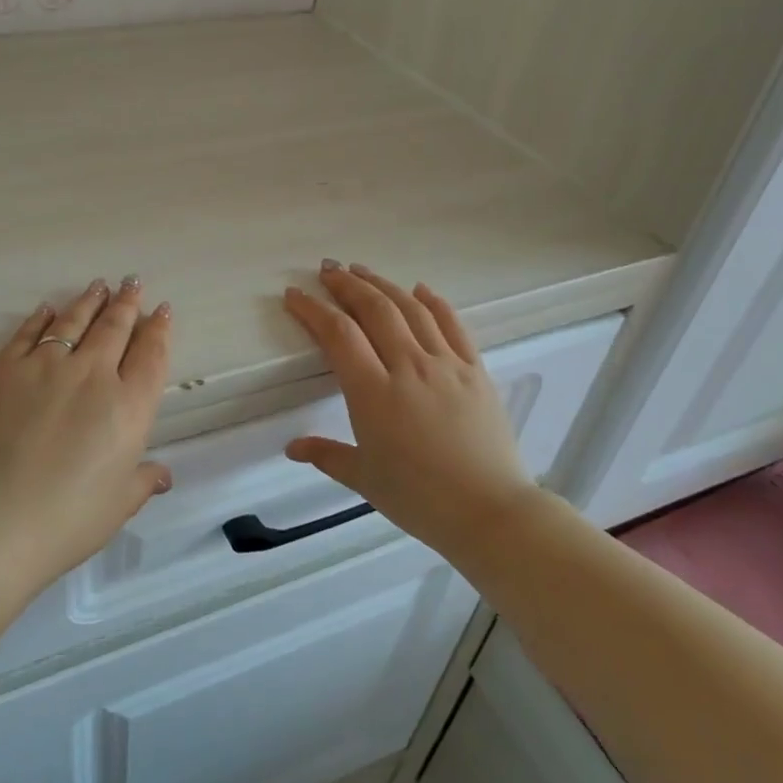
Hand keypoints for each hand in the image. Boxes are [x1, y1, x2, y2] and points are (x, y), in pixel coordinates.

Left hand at [0, 276, 173, 592]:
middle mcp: (92, 375)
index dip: (159, 330)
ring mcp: (45, 367)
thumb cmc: (65, 521)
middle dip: (127, 303)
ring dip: (89, 302)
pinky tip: (48, 309)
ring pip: (74, 322)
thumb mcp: (117, 506)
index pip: (151, 356)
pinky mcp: (3, 370)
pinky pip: (27, 334)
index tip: (162, 310)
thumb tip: (162, 475)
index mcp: (129, 407)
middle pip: (115, 328)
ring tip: (98, 286)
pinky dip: (41, 318)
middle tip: (132, 283)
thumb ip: (141, 481)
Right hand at [282, 262, 534, 553]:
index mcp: (374, 393)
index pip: (338, 335)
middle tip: (328, 269)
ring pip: (411, 309)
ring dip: (383, 284)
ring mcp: (446, 364)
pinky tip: (420, 289)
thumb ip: (326, 455)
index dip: (313, 309)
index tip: (295, 295)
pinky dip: (434, 302)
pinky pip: (453, 324)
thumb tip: (292, 447)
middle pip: (374, 310)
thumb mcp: (365, 479)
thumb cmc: (420, 499)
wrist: (490, 512)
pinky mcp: (475, 370)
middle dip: (346, 284)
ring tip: (362, 270)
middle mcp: (408, 367)